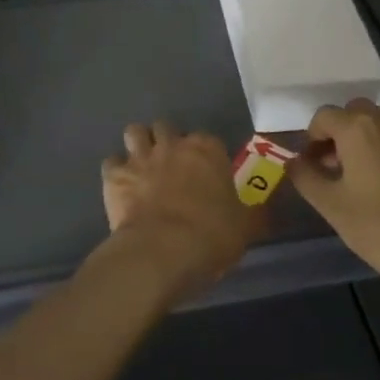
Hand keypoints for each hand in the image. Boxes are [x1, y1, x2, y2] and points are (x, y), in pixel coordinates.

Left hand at [99, 122, 265, 302]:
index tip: (207, 173)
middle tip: (171, 166)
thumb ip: (254, 214)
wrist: (161, 252)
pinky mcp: (114, 175)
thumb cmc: (210, 236)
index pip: (208, 139)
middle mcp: (172, 144)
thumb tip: (267, 211)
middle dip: (167, 141)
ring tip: (143, 165)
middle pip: (166, 127)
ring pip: (135, 132)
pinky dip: (116, 171)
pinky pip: (111, 162)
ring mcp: (140, 157)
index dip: (206, 155)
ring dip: (139, 145)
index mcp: (207, 150)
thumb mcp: (245, 228)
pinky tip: (121, 186)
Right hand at [288, 99, 379, 285]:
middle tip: (333, 166)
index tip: (310, 165)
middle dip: (339, 133)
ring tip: (359, 176)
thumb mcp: (331, 206)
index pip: (324, 116)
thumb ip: (306, 177)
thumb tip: (293, 162)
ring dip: (364, 140)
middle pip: (354, 113)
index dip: (311, 138)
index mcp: (358, 129)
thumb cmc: (379, 227)